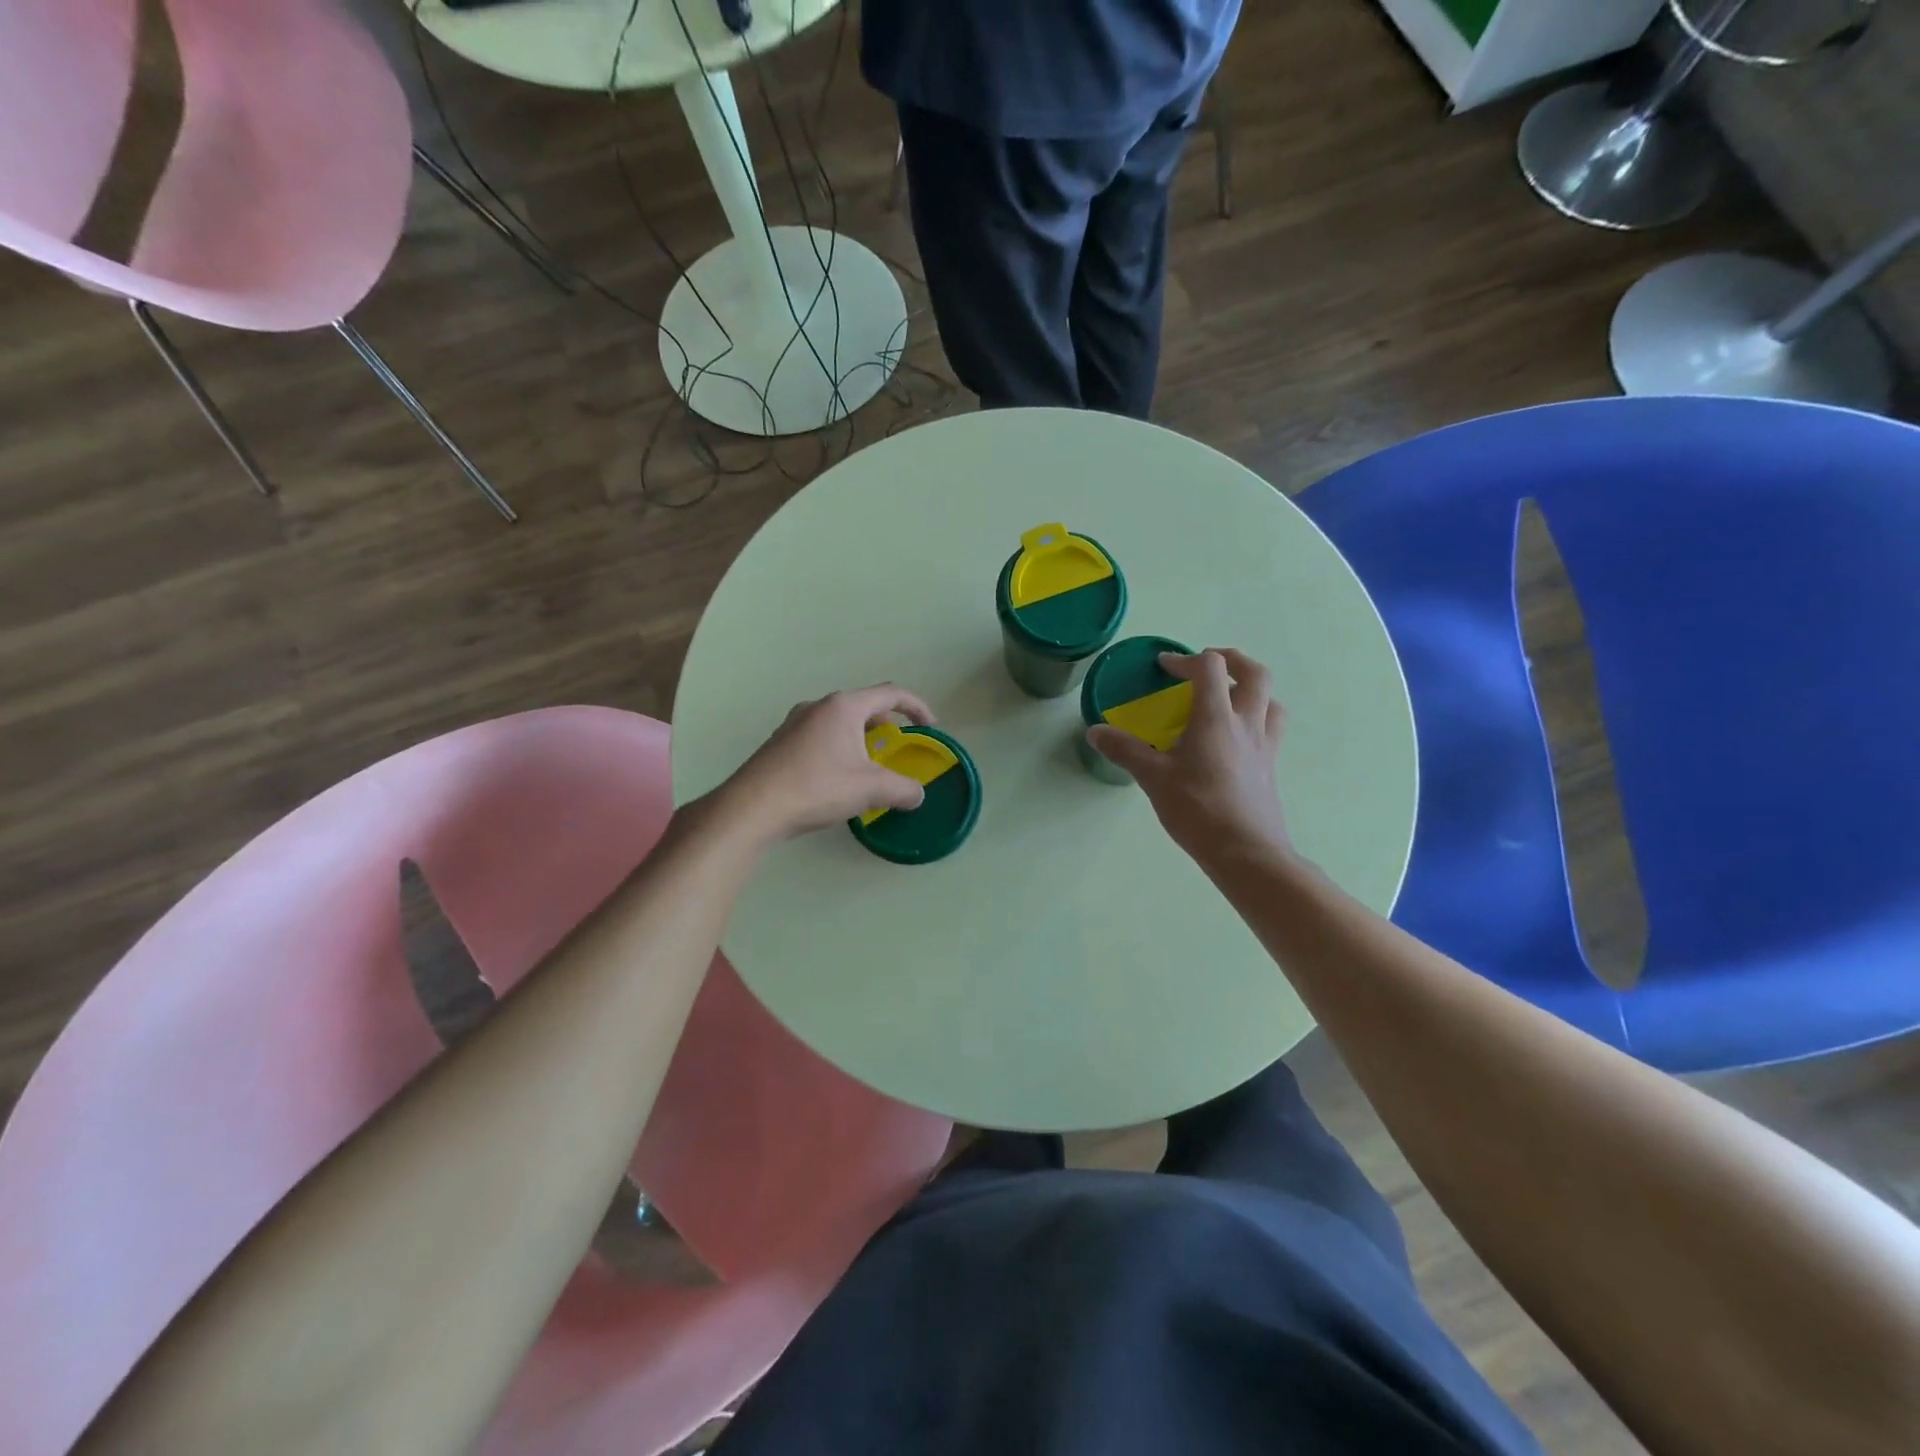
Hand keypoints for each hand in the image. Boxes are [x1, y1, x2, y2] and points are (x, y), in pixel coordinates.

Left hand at [715, 684, 936, 842]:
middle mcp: (818, 706)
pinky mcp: (781, 742)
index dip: (917, 707)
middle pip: (864, 706)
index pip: (891, 694)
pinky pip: (821, 736)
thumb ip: (903, 789)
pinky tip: (837, 778)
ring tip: (869, 767)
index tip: (930, 727)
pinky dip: (839, 748)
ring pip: (840, 722)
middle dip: (887, 726)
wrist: (752, 808)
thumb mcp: (869, 789)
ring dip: (861, 739)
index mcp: (844, 707)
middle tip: (898, 749)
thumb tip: (918, 794)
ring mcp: (795, 723)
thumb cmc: (816, 788)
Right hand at [1086, 648, 1293, 867]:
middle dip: (1232, 660)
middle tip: (1208, 666)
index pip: (1209, 668)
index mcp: (1216, 718)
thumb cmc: (1198, 810)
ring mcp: (1264, 746)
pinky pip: (1271, 729)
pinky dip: (1257, 719)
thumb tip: (1095, 731)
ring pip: (1271, 701)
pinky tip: (1235, 739)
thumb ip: (1125, 750)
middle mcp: (1247, 724)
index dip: (1185, 660)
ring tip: (1229, 698)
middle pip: (1255, 674)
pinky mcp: (1270, 768)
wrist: (1246, 852)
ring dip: (1252, 689)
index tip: (1165, 668)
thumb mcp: (1153, 778)